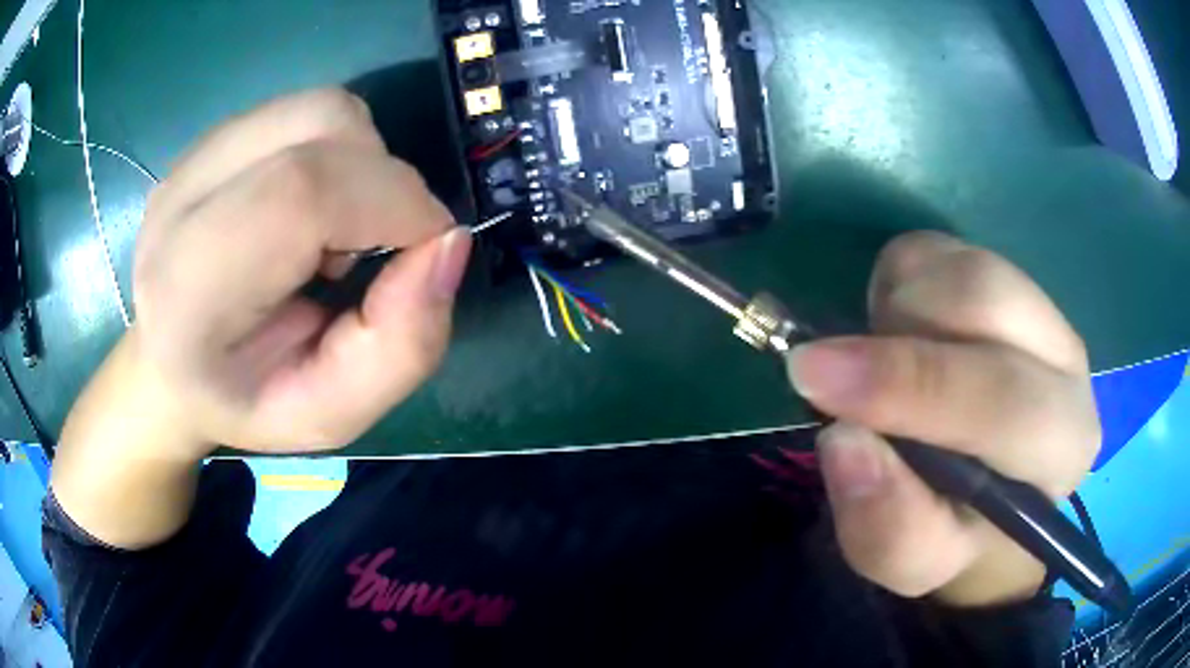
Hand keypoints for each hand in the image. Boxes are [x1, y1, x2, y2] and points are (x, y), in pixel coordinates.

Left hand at [132, 88, 468, 454]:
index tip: (427, 251)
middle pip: (321, 126)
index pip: (302, 192)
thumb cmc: (246, 400)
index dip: (392, 203)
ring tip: (334, 230)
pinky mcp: (212, 137)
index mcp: (191, 288)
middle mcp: (181, 200)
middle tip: (370, 251)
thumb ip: (403, 346)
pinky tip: (311, 206)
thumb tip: (450, 242)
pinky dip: (338, 150)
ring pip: (322, 108)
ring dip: (363, 162)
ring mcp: (193, 157)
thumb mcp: (333, 413)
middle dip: (385, 182)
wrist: (169, 364)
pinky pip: (306, 111)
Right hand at [786, 232, 1099, 606]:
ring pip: (955, 265)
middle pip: (984, 298)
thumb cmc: (956, 534)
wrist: (989, 495)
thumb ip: (887, 525)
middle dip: (896, 333)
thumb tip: (843, 438)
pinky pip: (936, 249)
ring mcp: (1038, 307)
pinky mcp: (1003, 278)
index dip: (908, 383)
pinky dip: (896, 284)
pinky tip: (899, 335)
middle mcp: (1066, 361)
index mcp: (1061, 443)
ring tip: (882, 367)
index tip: (813, 377)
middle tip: (830, 371)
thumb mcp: (914, 561)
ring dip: (896, 310)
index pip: (1002, 397)